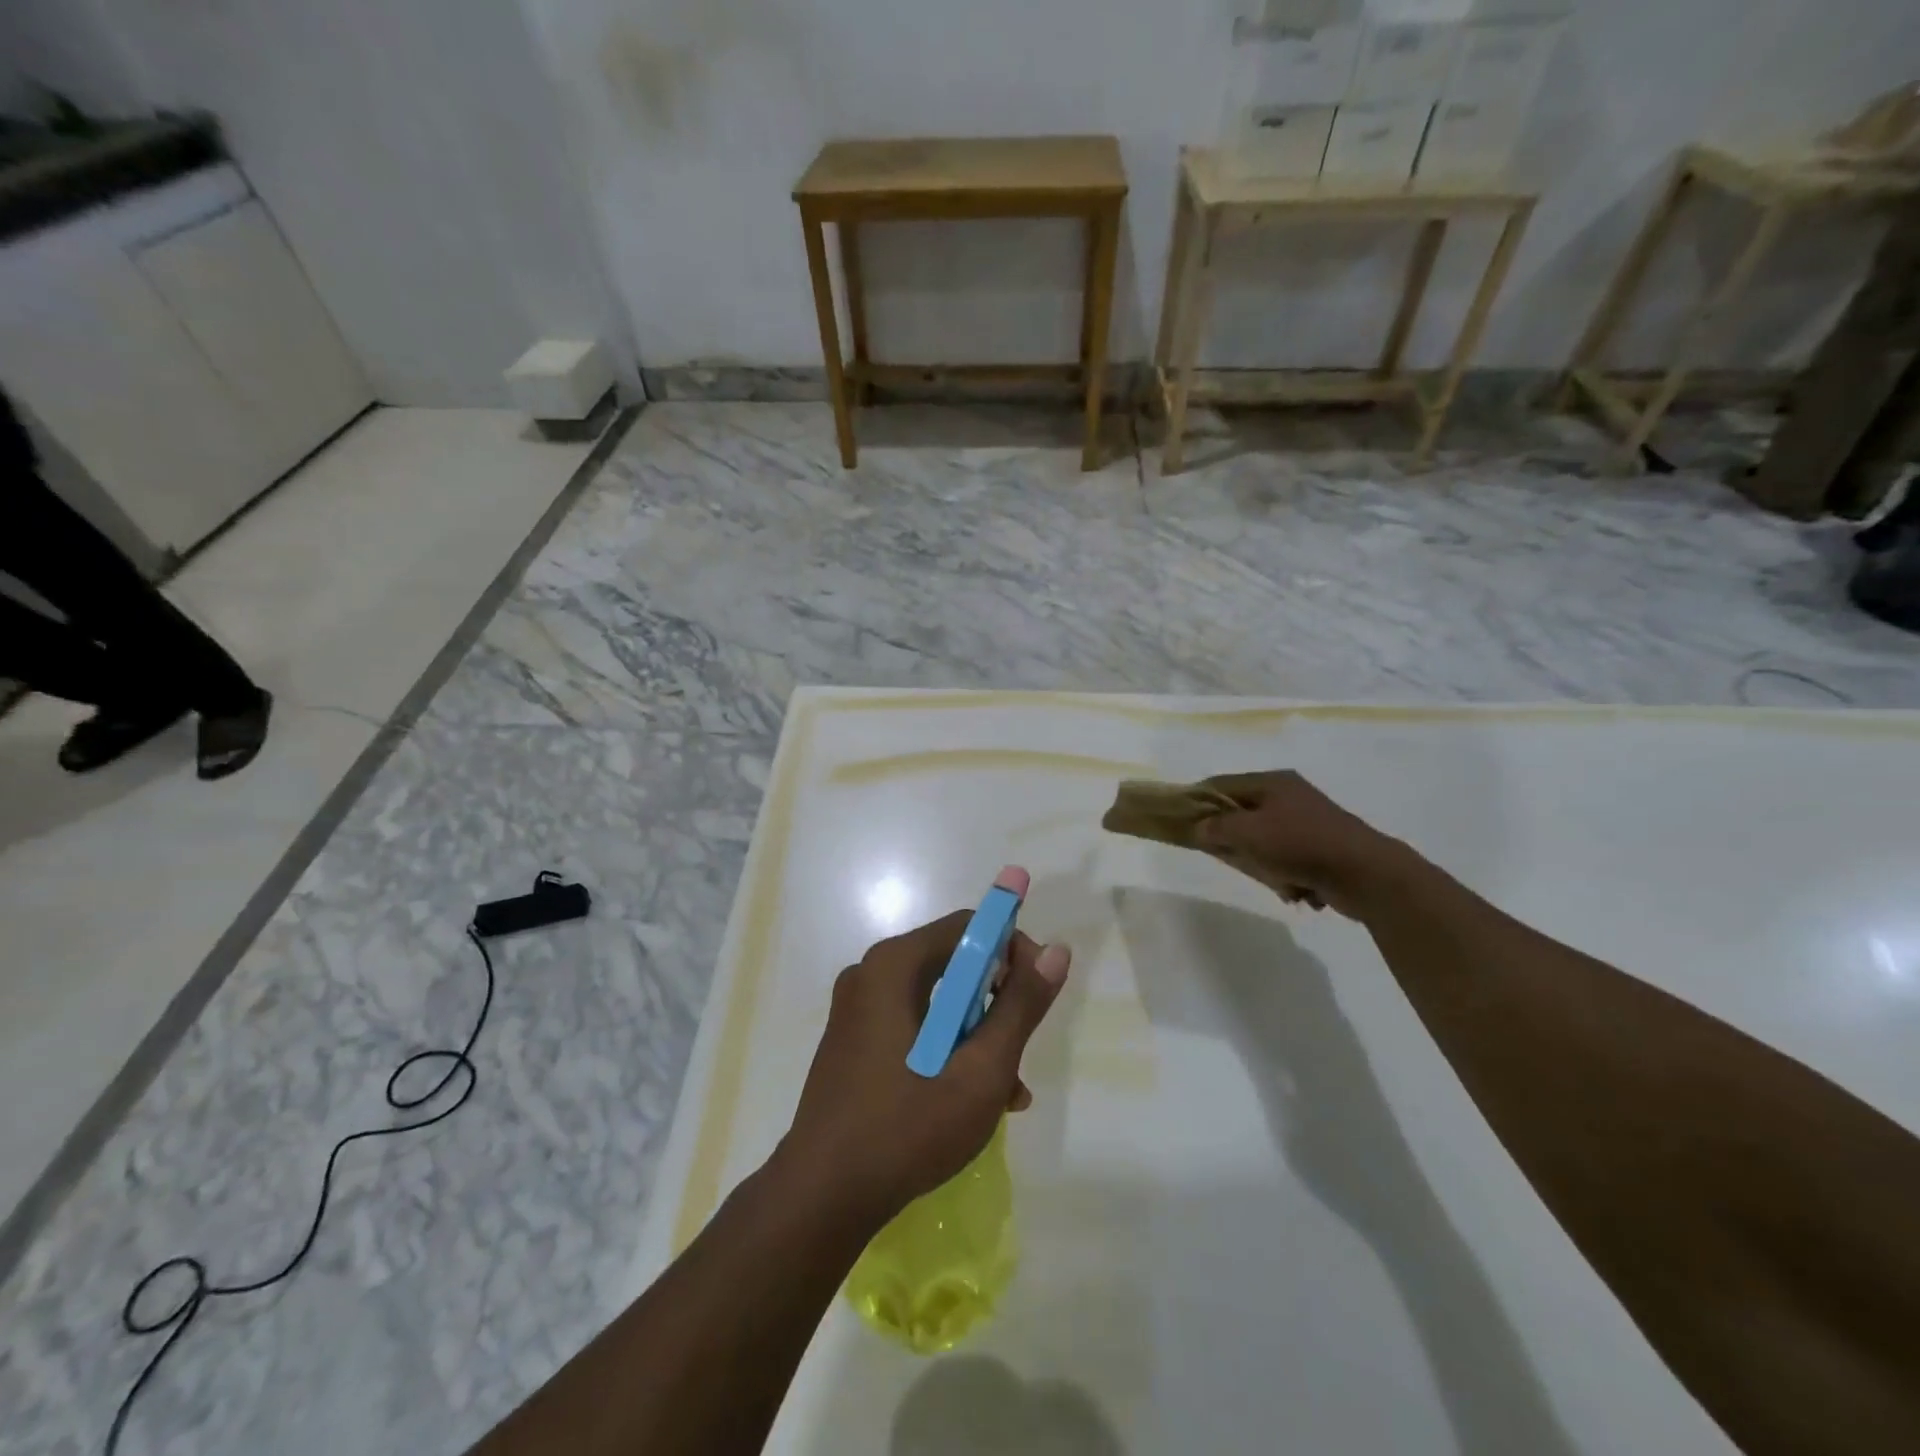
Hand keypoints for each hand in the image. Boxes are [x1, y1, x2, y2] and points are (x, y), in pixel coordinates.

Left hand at [777, 911, 1070, 1231]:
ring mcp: (857, 1009)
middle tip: (1020, 1051)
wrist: (821, 1198)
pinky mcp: (853, 1041)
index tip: (1038, 995)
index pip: (969, 928)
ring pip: (937, 1001)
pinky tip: (970, 1099)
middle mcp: (871, 974)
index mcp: (894, 965)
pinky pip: (914, 1025)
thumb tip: (1056, 951)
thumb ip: (1020, 1006)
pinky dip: (946, 1049)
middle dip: (997, 1003)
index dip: (1013, 951)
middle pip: (953, 964)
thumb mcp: (981, 1070)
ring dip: (977, 1035)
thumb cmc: (907, 1127)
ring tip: (1006, 1092)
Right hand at [1197, 771, 1407, 918]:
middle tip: (1225, 856)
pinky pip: (1287, 860)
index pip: (1221, 784)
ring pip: (1263, 841)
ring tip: (1271, 877)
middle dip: (1232, 839)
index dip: (1198, 801)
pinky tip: (1294, 889)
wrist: (1366, 874)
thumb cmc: (1300, 844)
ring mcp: (1308, 822)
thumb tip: (1198, 828)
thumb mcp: (1248, 832)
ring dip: (1261, 863)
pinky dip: (1285, 876)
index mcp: (1272, 782)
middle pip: (1241, 814)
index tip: (1181, 823)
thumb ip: (1216, 827)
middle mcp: (1289, 796)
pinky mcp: (1322, 849)